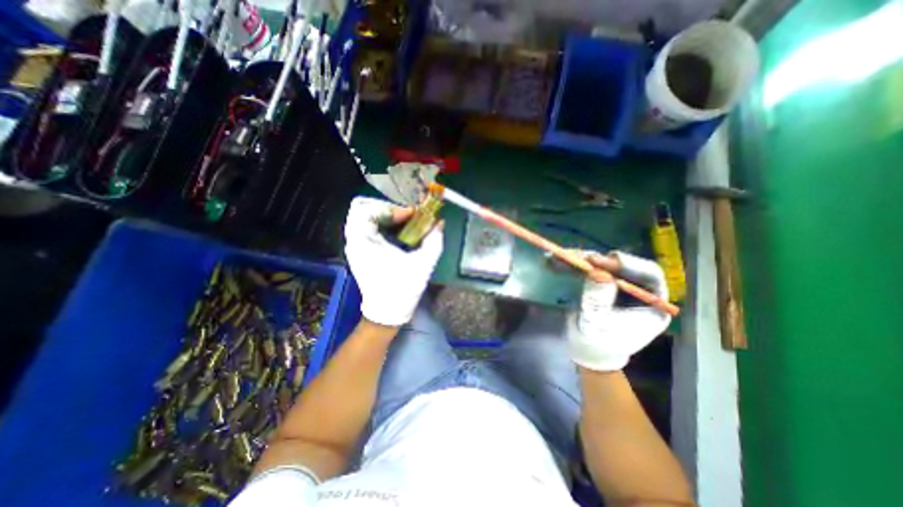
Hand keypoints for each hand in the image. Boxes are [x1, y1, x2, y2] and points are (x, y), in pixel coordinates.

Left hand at [342, 197, 442, 325]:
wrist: (387, 313)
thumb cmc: (402, 289)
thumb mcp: (422, 264)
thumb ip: (434, 241)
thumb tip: (440, 223)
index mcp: (363, 241)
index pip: (366, 208)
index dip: (391, 207)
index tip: (411, 216)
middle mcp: (354, 241)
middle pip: (363, 209)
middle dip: (387, 208)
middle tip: (407, 216)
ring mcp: (356, 246)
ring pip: (365, 218)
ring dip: (386, 216)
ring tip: (405, 223)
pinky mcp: (361, 252)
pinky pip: (368, 228)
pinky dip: (383, 225)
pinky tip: (400, 233)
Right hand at [570, 251, 668, 369]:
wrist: (587, 351)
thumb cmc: (597, 344)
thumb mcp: (596, 325)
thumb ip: (598, 300)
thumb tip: (597, 273)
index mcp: (652, 304)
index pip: (649, 274)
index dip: (626, 263)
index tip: (599, 261)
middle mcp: (639, 290)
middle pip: (624, 265)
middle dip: (599, 260)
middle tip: (578, 257)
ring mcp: (620, 285)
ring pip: (605, 264)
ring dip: (584, 259)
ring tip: (563, 256)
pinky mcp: (603, 283)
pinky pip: (591, 268)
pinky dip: (576, 264)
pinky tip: (560, 261)